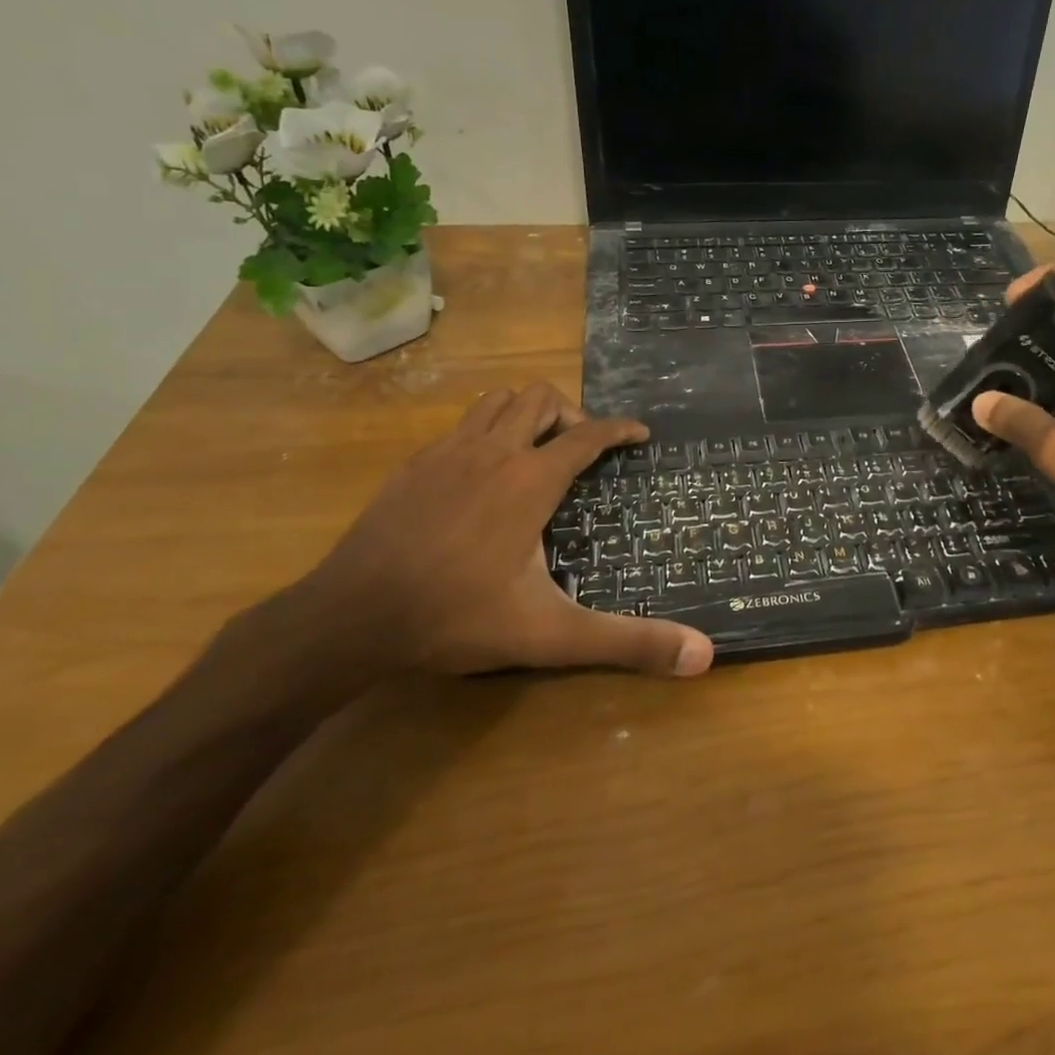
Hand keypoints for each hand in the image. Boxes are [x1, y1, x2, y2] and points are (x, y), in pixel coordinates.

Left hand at [310, 383, 712, 677]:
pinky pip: (461, 425)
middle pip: (540, 399)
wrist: (350, 618)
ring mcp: (447, 453)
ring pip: (497, 401)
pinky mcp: (413, 465)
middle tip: (584, 452)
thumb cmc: (457, 618)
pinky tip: (482, 473)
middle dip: (572, 415)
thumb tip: (704, 656)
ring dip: (526, 413)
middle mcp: (493, 452)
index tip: (640, 434)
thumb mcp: (551, 634)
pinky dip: (486, 431)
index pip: (588, 436)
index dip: (620, 429)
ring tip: (538, 450)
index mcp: (530, 481)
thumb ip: (628, 643)